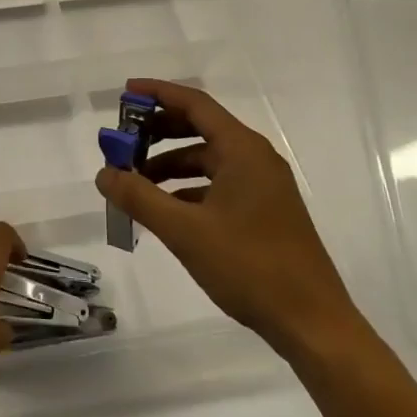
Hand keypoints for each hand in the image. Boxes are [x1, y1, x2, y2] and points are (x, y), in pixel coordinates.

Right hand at [95, 79, 362, 363]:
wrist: (312, 323)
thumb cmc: (249, 266)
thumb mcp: (184, 231)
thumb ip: (139, 198)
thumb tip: (104, 173)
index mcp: (242, 150)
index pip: (195, 104)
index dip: (158, 94)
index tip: (125, 93)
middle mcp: (255, 158)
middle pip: (200, 128)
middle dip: (159, 132)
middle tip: (123, 141)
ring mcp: (263, 186)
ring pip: (208, 160)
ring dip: (170, 165)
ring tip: (136, 183)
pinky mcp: (265, 211)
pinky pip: (218, 184)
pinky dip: (188, 189)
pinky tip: (166, 210)